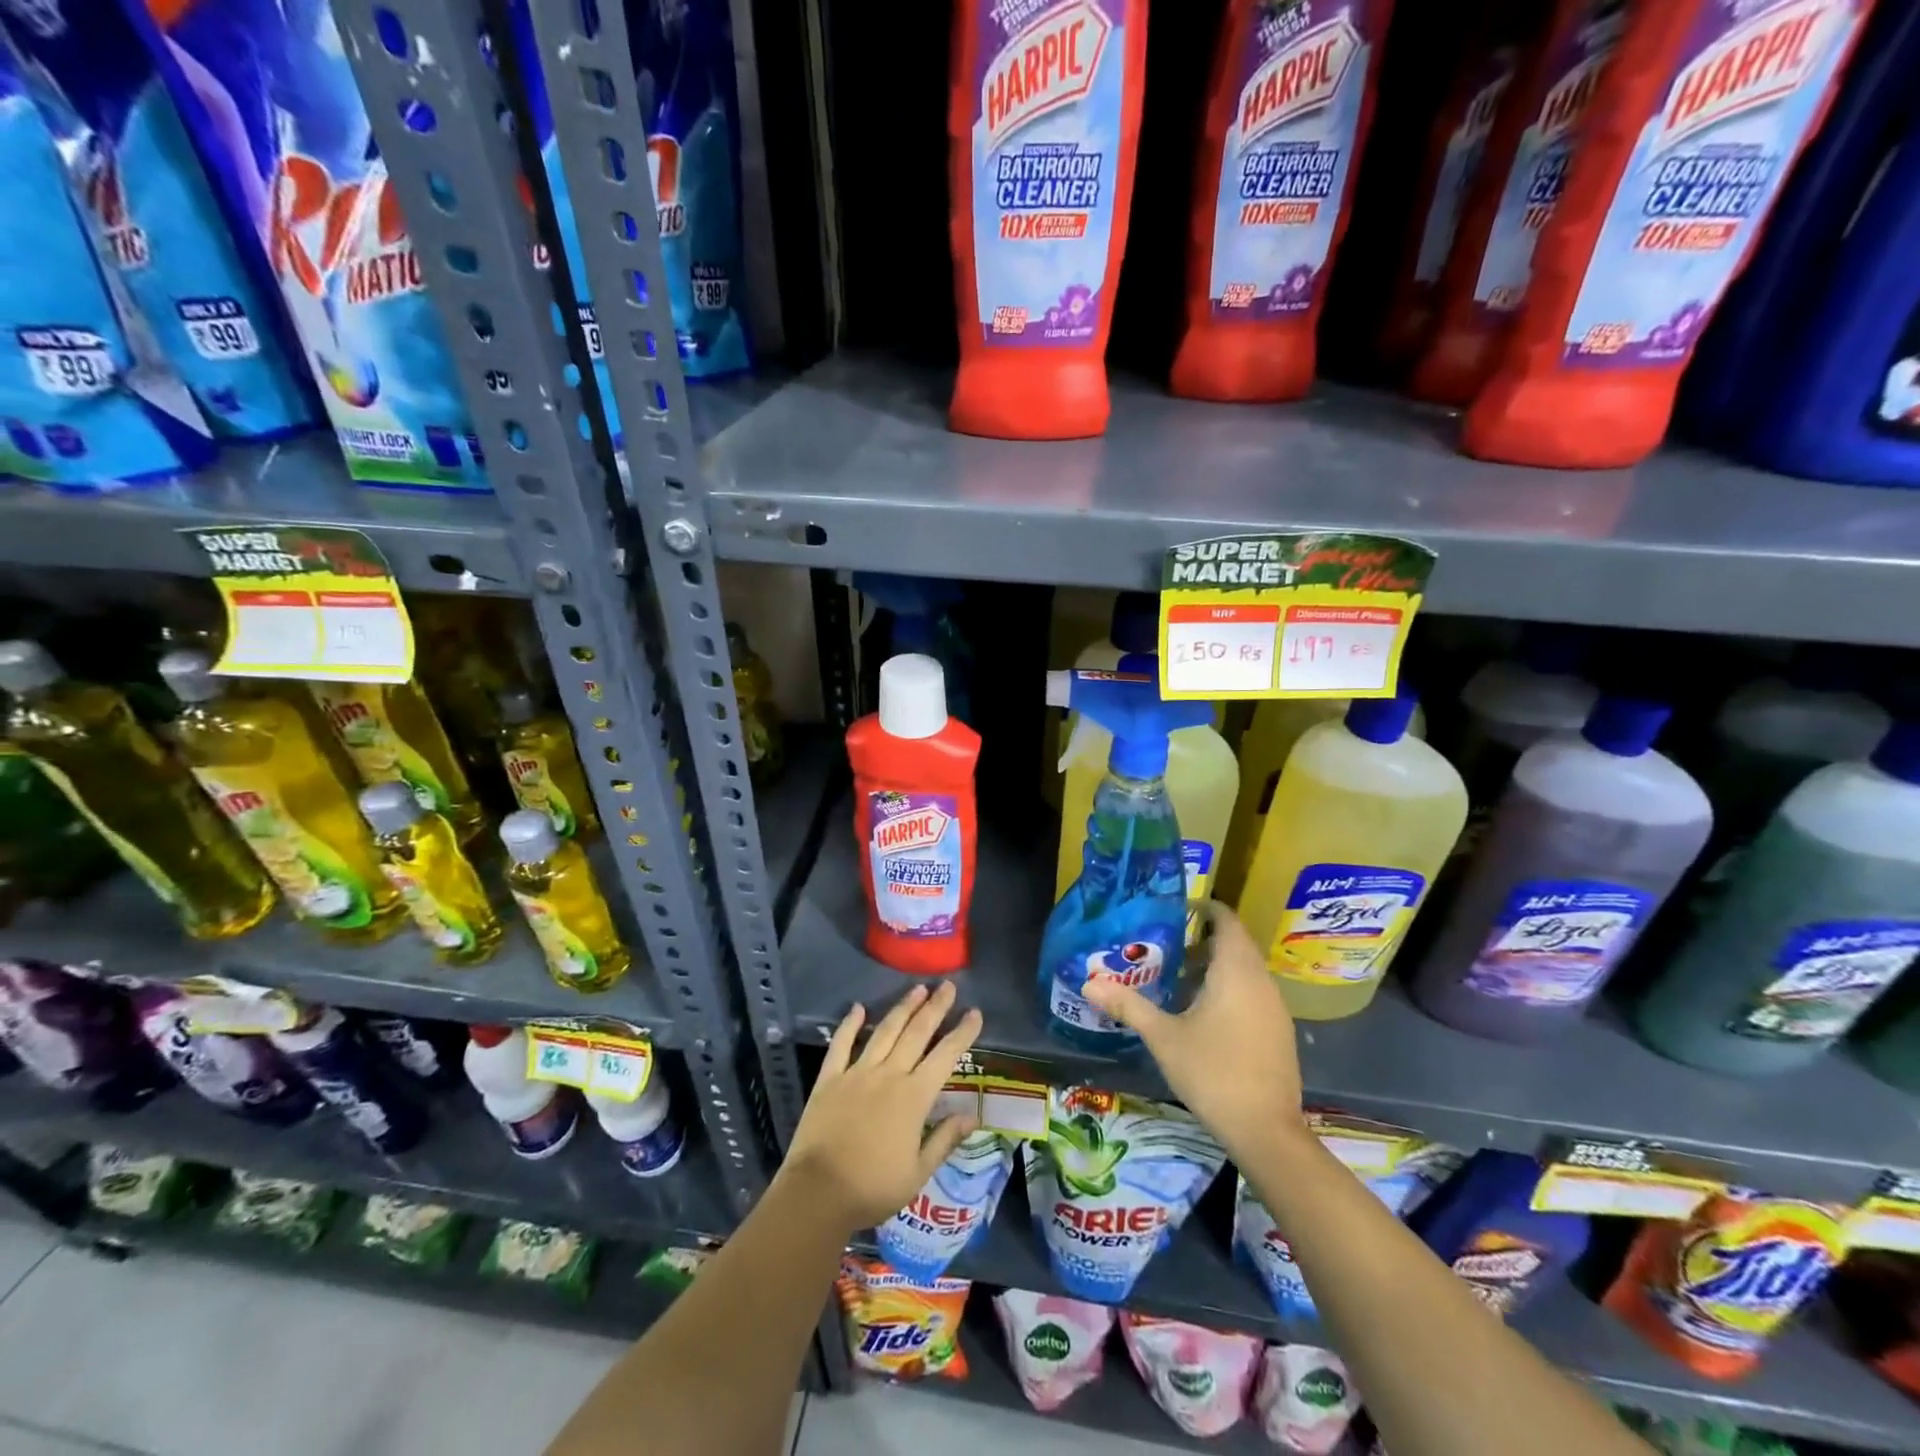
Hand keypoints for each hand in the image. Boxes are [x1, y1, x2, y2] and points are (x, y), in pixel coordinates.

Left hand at [780, 981, 982, 1233]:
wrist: (818, 1193)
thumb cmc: (873, 1188)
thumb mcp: (917, 1173)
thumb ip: (944, 1140)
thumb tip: (972, 1116)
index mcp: (914, 1097)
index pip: (945, 1056)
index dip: (962, 1033)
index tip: (975, 1012)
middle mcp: (889, 1075)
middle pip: (917, 1033)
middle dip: (935, 1007)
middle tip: (948, 986)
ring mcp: (857, 1073)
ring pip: (885, 1031)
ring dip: (903, 1008)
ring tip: (918, 989)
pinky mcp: (830, 1078)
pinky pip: (841, 1044)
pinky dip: (850, 1024)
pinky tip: (858, 1008)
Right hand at [1083, 902, 1304, 1160]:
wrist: (1266, 1131)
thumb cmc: (1212, 1072)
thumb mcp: (1163, 1037)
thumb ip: (1127, 1005)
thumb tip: (1089, 982)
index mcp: (1235, 971)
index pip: (1226, 921)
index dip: (1205, 908)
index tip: (1177, 908)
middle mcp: (1261, 981)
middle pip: (1235, 945)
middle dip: (1203, 940)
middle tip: (1166, 945)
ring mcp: (1275, 1008)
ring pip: (1245, 971)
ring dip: (1215, 967)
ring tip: (1178, 979)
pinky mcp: (1279, 1033)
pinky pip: (1253, 994)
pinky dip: (1229, 990)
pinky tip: (1203, 1014)